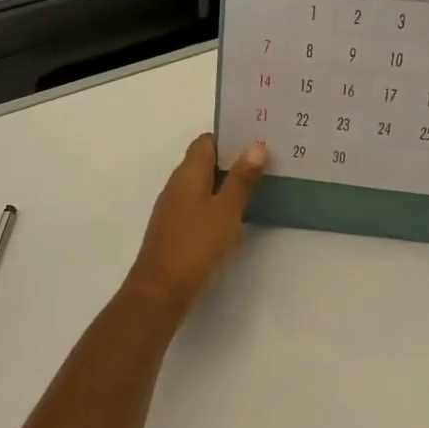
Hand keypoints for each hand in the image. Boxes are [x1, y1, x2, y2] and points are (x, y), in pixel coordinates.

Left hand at [122, 134, 267, 319]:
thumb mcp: (226, 210)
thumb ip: (241, 178)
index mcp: (187, 173)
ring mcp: (175, 208)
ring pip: (204, 185)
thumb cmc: (195, 244)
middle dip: (234, 159)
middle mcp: (178, 185)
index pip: (207, 141)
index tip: (258, 138)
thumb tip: (255, 145)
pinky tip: (239, 216)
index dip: (230, 137)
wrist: (160, 291)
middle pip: (205, 161)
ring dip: (228, 183)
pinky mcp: (177, 229)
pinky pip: (201, 206)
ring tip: (260, 185)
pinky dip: (219, 205)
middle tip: (268, 160)